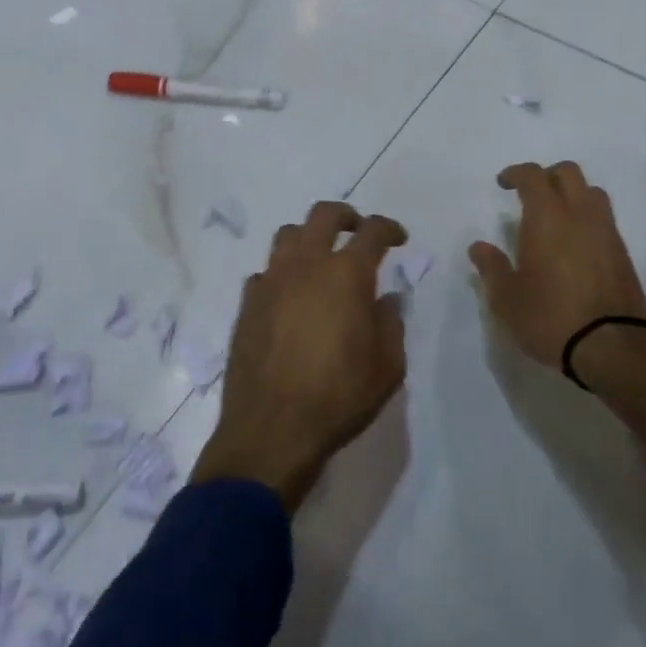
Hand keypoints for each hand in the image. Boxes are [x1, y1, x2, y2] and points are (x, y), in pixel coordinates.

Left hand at [192, 202, 408, 510]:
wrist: (272, 431)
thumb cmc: (339, 397)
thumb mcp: (388, 367)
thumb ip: (391, 323)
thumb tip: (386, 299)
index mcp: (346, 275)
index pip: (372, 232)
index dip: (388, 228)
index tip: (398, 238)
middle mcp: (306, 266)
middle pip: (323, 215)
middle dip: (346, 216)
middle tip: (357, 231)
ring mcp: (271, 282)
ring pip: (288, 235)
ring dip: (309, 238)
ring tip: (320, 259)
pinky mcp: (247, 304)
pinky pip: (265, 273)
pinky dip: (282, 274)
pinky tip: (289, 297)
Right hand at [469, 162, 645, 369]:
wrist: (611, 346)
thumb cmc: (550, 317)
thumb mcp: (507, 299)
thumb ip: (491, 267)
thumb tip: (479, 247)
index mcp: (547, 217)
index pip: (533, 176)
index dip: (516, 173)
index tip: (503, 183)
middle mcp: (580, 214)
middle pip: (568, 172)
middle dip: (547, 176)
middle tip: (530, 194)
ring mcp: (606, 232)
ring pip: (592, 192)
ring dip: (572, 193)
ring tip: (556, 217)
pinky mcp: (623, 253)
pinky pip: (604, 219)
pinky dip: (587, 218)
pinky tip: (575, 244)